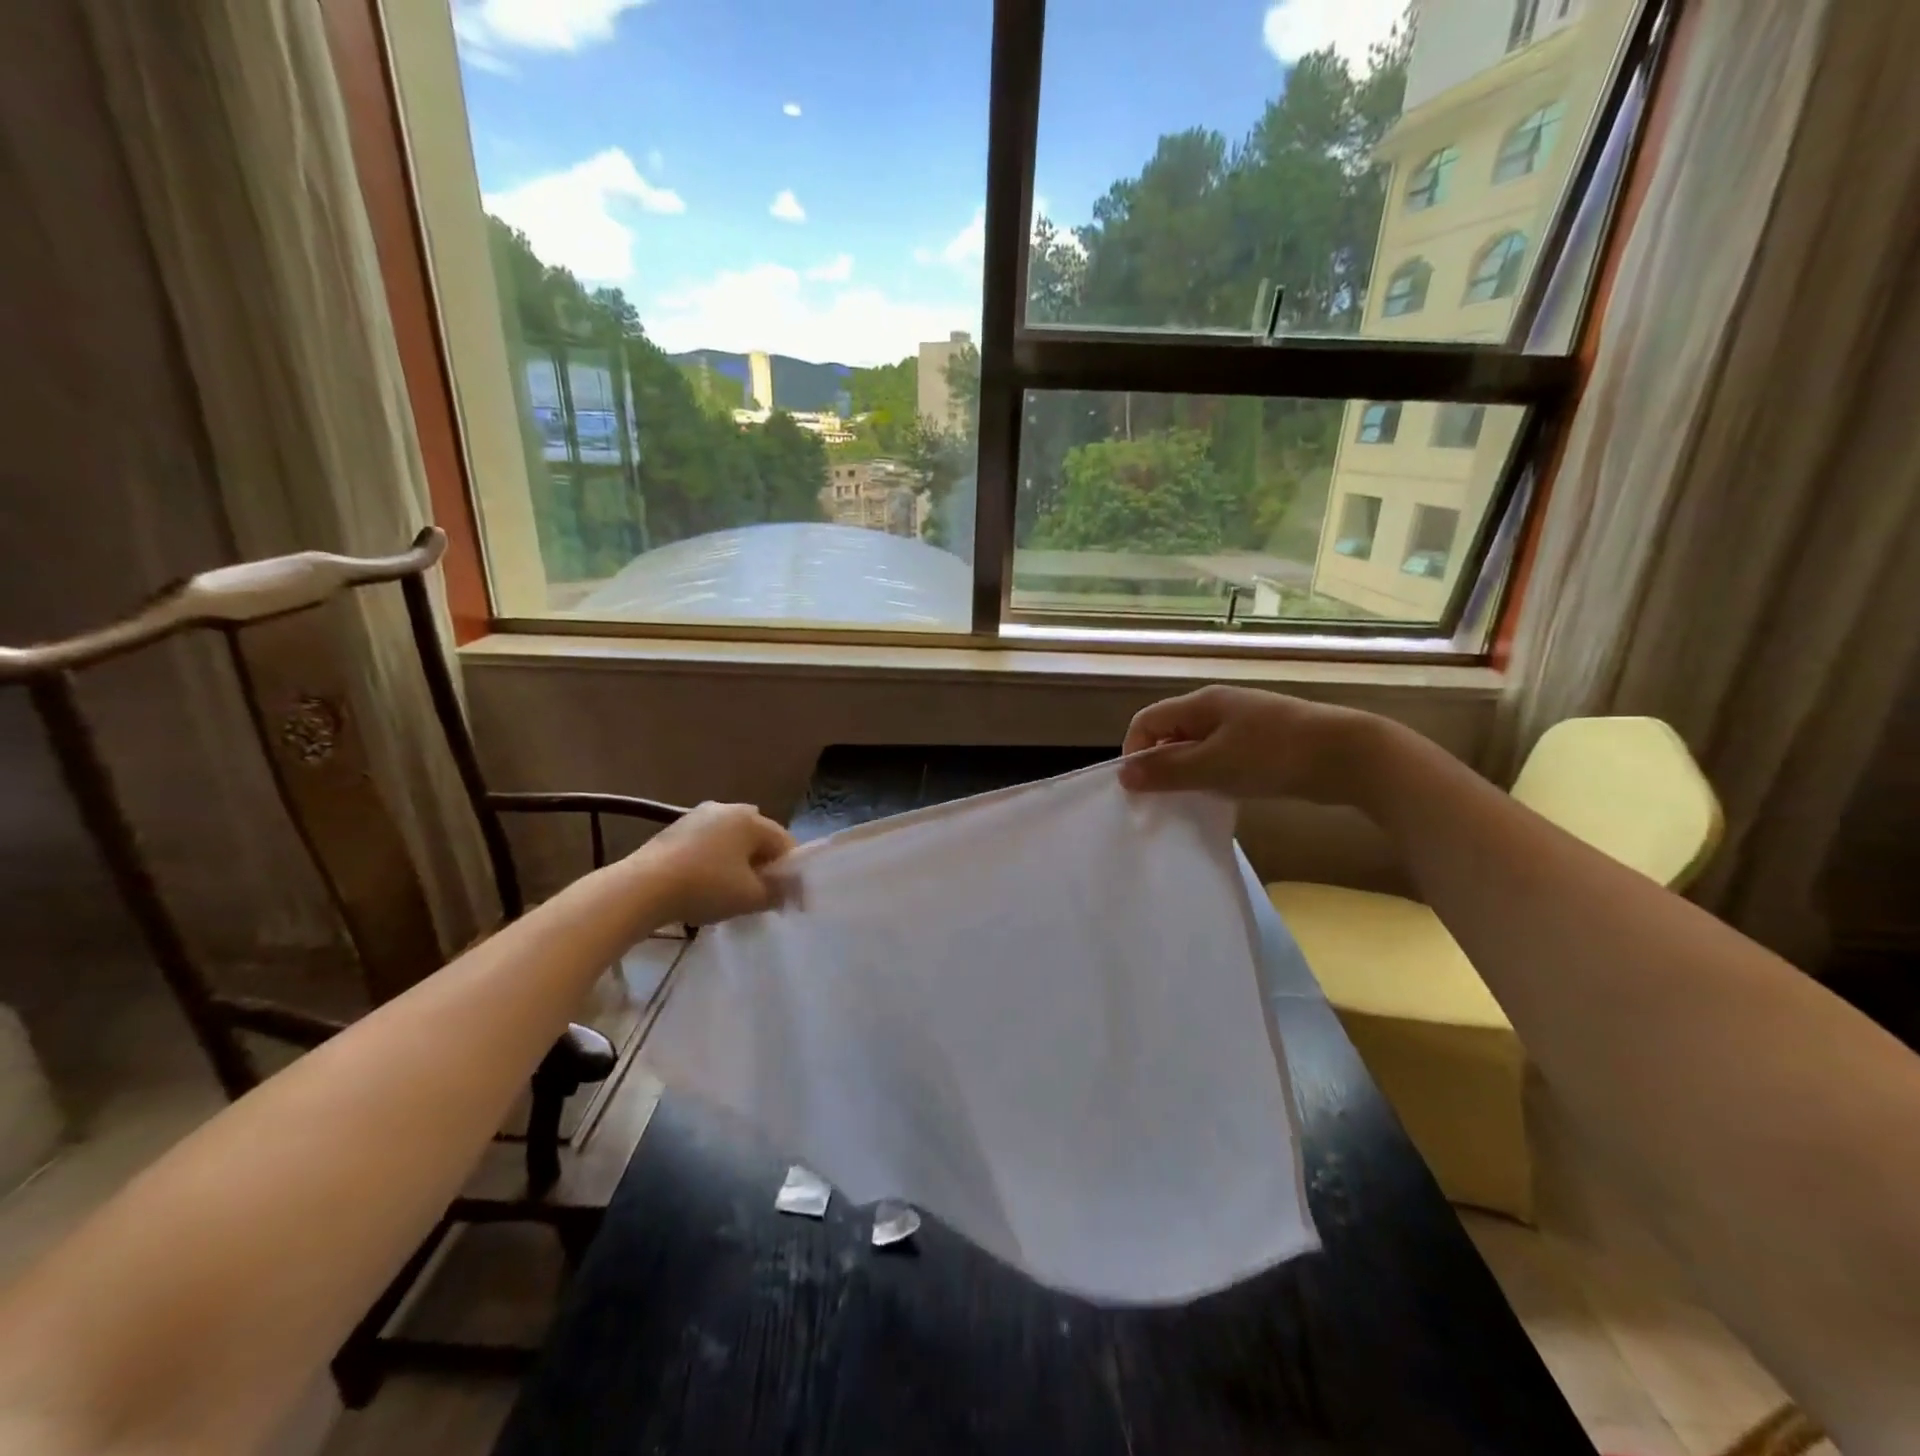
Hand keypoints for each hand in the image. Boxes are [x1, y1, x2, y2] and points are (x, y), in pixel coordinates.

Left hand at [629, 802, 795, 925]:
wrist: (642, 888)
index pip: (785, 843)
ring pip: (731, 840)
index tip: (789, 897)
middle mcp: (728, 808)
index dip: (791, 871)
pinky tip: (705, 884)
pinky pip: (708, 843)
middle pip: (758, 838)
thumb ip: (778, 893)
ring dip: (738, 861)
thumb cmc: (706, 887)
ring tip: (732, 891)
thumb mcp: (751, 897)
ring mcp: (698, 815)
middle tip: (761, 893)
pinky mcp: (675, 829)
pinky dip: (714, 860)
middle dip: (764, 863)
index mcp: (751, 819)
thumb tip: (789, 891)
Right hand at [1118, 686, 1379, 803]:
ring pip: (1197, 747)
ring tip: (1192, 801)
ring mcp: (1242, 724)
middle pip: (1170, 733)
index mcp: (1201, 703)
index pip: (1147, 721)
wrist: (1349, 756)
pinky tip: (1223, 796)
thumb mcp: (1214, 766)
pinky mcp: (1262, 743)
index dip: (1135, 752)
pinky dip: (1213, 776)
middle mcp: (1217, 707)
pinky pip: (1222, 757)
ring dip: (1188, 773)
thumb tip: (1124, 775)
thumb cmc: (1274, 755)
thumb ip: (1168, 770)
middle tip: (1163, 800)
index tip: (1140, 788)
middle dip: (1160, 765)